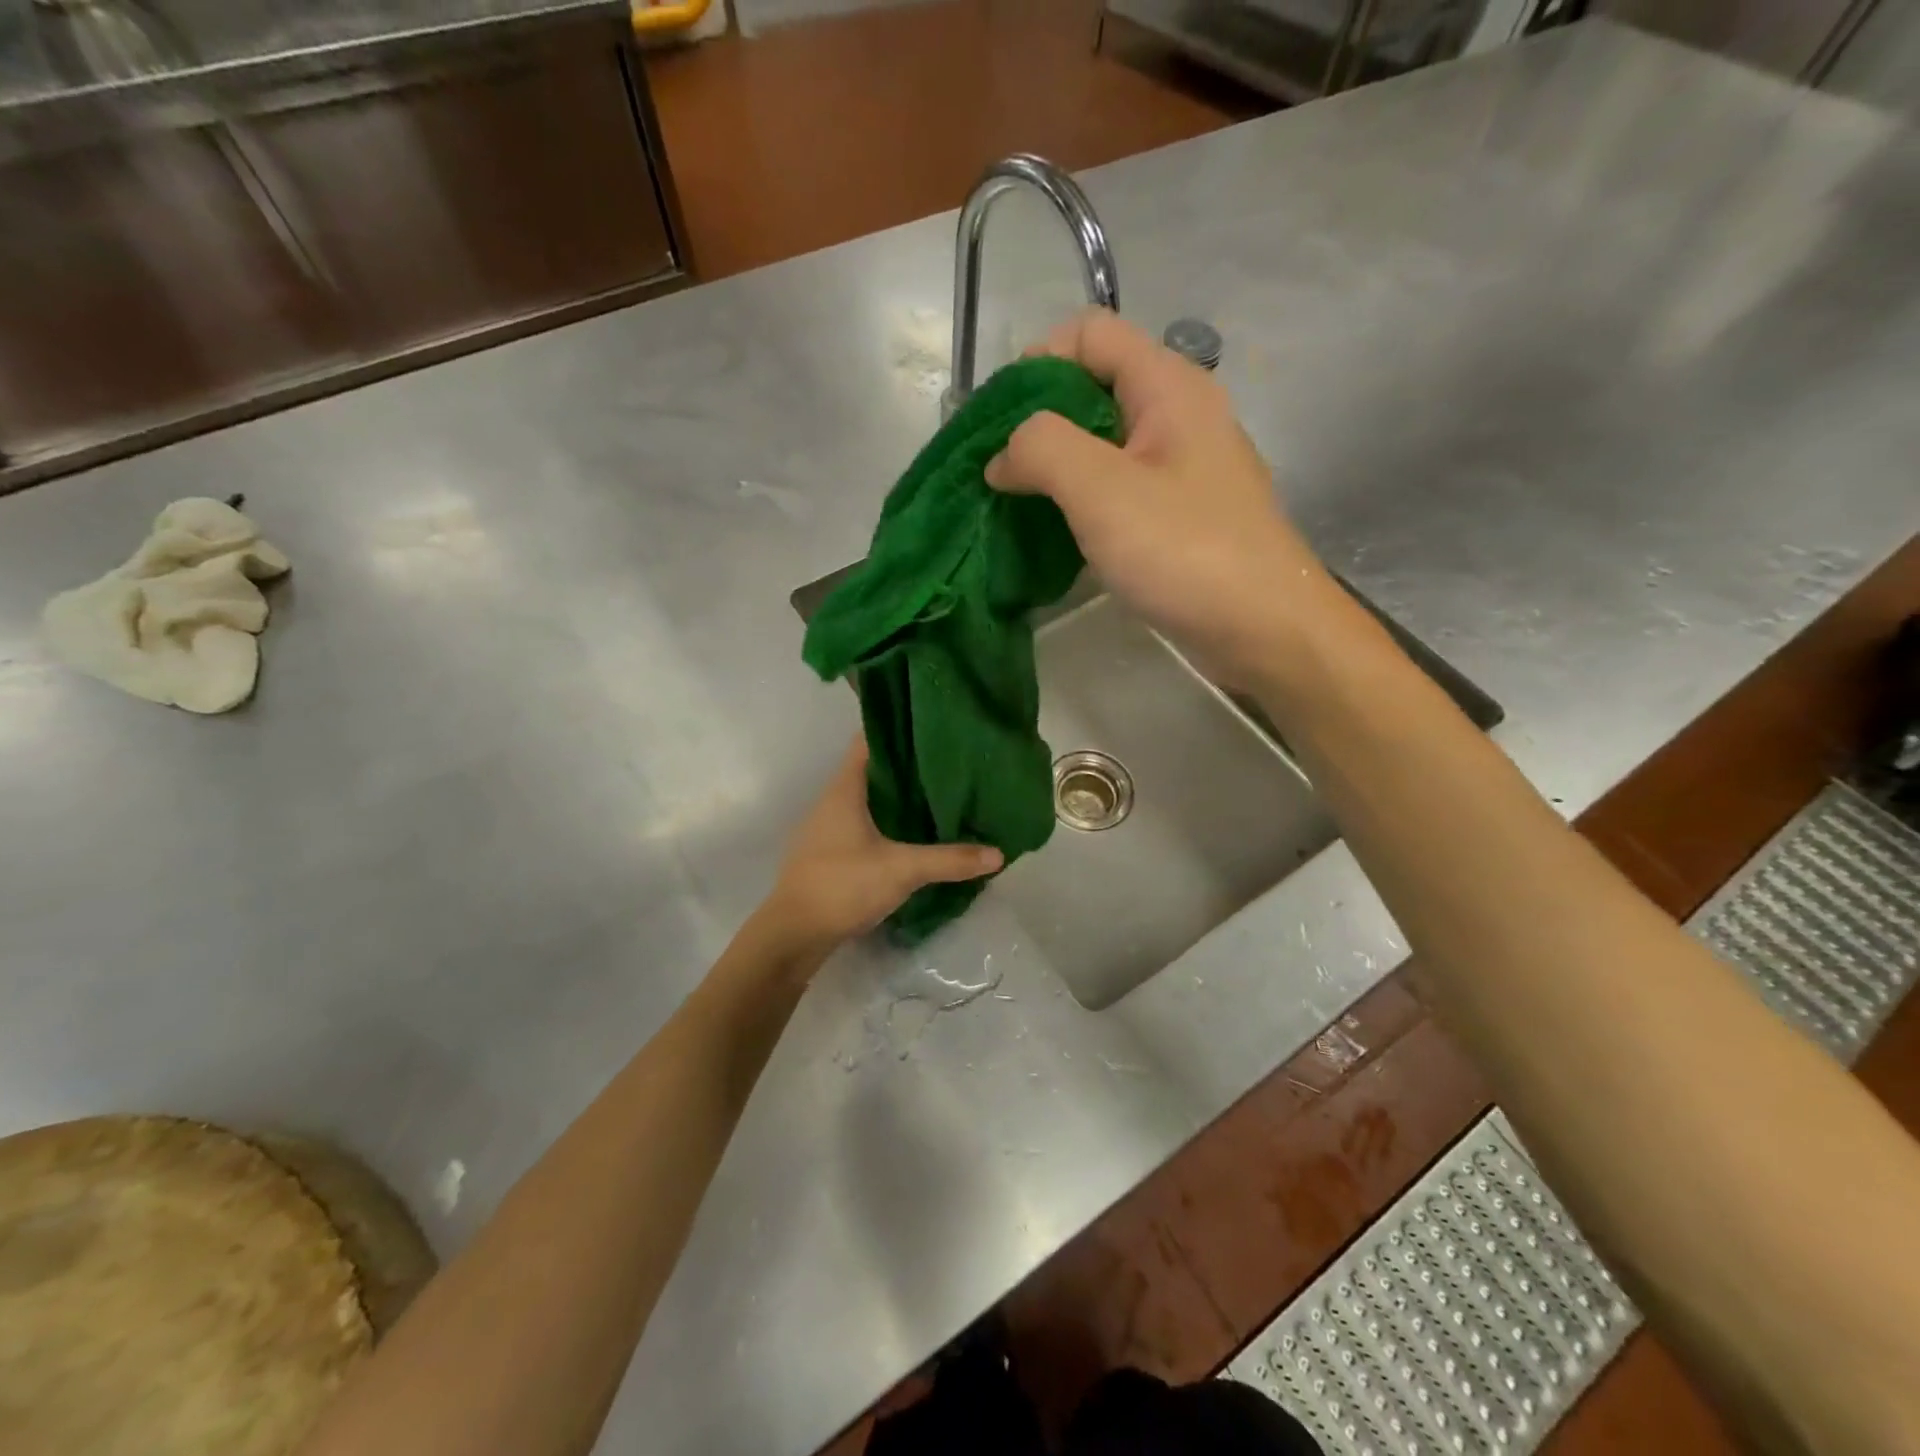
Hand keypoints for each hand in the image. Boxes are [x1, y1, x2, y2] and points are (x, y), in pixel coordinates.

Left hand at [756, 740, 1002, 960]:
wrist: (794, 934)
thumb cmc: (842, 885)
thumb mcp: (902, 870)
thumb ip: (949, 859)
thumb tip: (999, 854)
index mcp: (844, 789)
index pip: (868, 741)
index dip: (897, 730)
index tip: (931, 726)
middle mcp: (832, 801)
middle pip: (871, 769)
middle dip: (906, 765)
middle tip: (947, 761)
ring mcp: (827, 828)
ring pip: (867, 799)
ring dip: (896, 796)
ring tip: (937, 793)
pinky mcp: (829, 852)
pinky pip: (862, 823)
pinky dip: (886, 821)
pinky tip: (912, 833)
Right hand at [986, 309, 1329, 686]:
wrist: (1264, 628)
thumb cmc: (1185, 550)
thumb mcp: (1101, 490)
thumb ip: (1041, 450)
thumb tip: (1002, 455)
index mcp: (1168, 385)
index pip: (1089, 332)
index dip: (1036, 362)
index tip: (999, 422)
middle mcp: (1180, 412)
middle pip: (1095, 385)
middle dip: (1040, 420)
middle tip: (1003, 470)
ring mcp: (1185, 465)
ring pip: (1106, 441)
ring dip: (1058, 466)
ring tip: (1022, 504)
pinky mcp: (1183, 512)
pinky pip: (1122, 485)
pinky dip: (1084, 499)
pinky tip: (1062, 533)